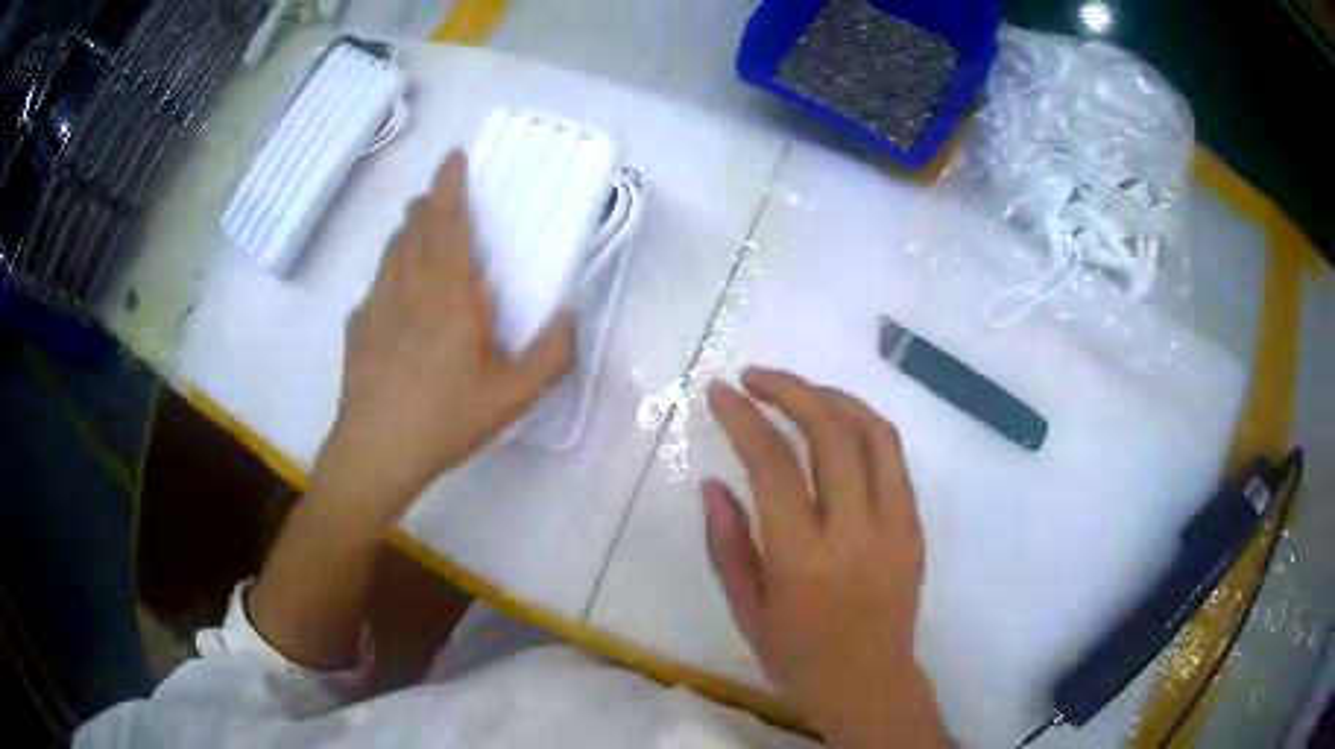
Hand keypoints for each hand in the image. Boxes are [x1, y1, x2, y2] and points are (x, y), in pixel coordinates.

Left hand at [250, 151, 572, 669]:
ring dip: (408, 229)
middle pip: (415, 227)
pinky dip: (391, 269)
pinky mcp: (358, 327)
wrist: (375, 452)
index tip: (454, 157)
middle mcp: (409, 287)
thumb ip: (550, 355)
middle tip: (441, 193)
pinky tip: (397, 291)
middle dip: (429, 202)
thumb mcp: (512, 397)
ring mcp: (376, 305)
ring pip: (392, 250)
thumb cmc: (445, 420)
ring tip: (420, 227)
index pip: (448, 223)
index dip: (451, 185)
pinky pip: (377, 283)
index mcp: (449, 295)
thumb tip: (570, 315)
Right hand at [703, 367, 950, 748]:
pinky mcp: (915, 527)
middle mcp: (854, 532)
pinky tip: (838, 424)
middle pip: (831, 432)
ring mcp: (895, 526)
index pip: (773, 465)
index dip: (743, 418)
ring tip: (798, 391)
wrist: (869, 684)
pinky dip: (864, 426)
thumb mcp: (746, 609)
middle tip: (756, 377)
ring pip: (875, 434)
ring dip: (833, 397)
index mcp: (802, 559)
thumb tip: (714, 483)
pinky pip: (895, 459)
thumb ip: (727, 543)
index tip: (720, 392)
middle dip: (790, 389)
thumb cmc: (797, 657)